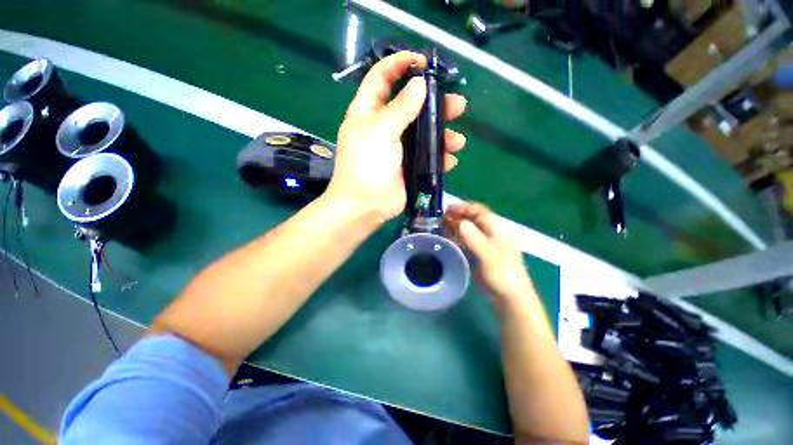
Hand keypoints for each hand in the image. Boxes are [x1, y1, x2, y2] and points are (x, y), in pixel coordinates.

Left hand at [328, 51, 466, 222]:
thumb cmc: (366, 165)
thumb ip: (400, 108)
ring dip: (444, 135)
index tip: (424, 61)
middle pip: (413, 106)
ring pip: (425, 133)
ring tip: (458, 141)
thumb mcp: (380, 131)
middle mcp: (385, 127)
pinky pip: (428, 157)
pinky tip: (450, 161)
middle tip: (458, 106)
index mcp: (369, 112)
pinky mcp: (409, 166)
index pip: (382, 78)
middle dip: (436, 104)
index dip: (400, 64)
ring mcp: (398, 148)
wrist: (366, 206)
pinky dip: (440, 158)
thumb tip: (420, 84)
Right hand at [445, 203, 533, 302]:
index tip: (447, 209)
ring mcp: (485, 241)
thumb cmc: (502, 273)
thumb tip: (461, 222)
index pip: (478, 211)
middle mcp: (491, 231)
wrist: (509, 296)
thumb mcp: (488, 255)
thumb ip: (475, 238)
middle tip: (441, 217)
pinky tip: (448, 237)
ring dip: (456, 225)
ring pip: (469, 228)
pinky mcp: (479, 251)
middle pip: (472, 218)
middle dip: (457, 215)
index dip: (463, 207)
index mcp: (497, 228)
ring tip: (441, 225)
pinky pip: (466, 239)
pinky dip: (457, 235)